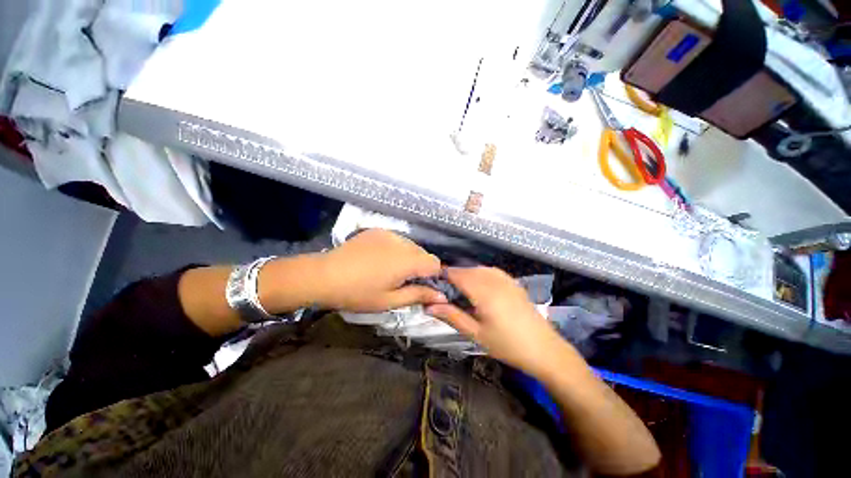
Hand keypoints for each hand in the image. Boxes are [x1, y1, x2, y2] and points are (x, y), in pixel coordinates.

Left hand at [313, 229, 446, 311]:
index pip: (435, 263)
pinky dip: (396, 249)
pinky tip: (380, 259)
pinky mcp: (378, 230)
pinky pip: (397, 239)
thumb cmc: (358, 293)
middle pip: (423, 253)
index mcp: (407, 260)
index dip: (432, 276)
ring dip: (408, 257)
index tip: (421, 286)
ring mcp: (389, 233)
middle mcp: (402, 242)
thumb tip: (442, 297)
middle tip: (403, 281)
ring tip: (390, 270)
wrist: (324, 275)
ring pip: (410, 245)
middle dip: (419, 267)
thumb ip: (418, 295)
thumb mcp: (390, 300)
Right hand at [427, 267, 567, 375]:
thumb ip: (452, 316)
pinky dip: (479, 274)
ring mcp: (506, 279)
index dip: (443, 276)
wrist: (545, 349)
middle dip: (453, 276)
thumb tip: (428, 305)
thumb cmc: (507, 345)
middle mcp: (494, 279)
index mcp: (484, 291)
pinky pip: (490, 271)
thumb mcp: (476, 334)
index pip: (457, 274)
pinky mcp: (513, 282)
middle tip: (444, 292)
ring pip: (478, 269)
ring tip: (459, 290)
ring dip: (466, 275)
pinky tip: (479, 287)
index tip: (433, 284)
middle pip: (467, 270)